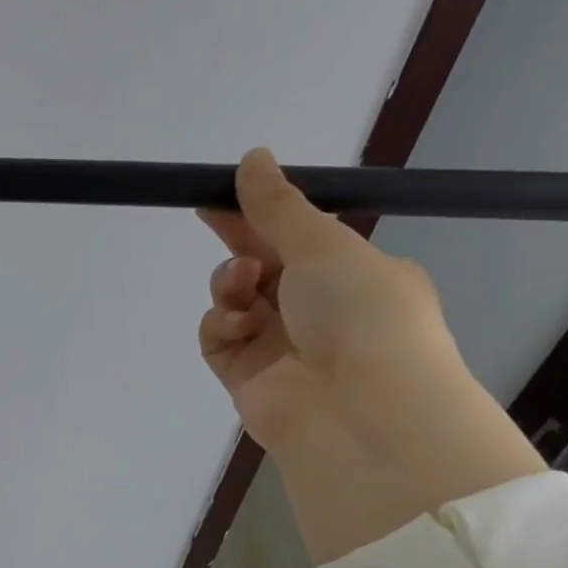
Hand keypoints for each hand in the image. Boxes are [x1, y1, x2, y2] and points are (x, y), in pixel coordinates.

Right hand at [197, 149, 544, 561]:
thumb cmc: (359, 313)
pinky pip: (219, 338)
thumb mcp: (323, 245)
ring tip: (242, 286)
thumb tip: (253, 157)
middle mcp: (317, 309)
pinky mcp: (245, 376)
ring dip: (231, 284)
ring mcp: (279, 345)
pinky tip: (237, 326)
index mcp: (353, 274)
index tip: (225, 191)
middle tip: (207, 215)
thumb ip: (277, 206)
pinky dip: (221, 326)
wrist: (357, 410)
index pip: (298, 236)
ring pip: (235, 300)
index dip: (261, 213)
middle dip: (239, 244)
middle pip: (262, 265)